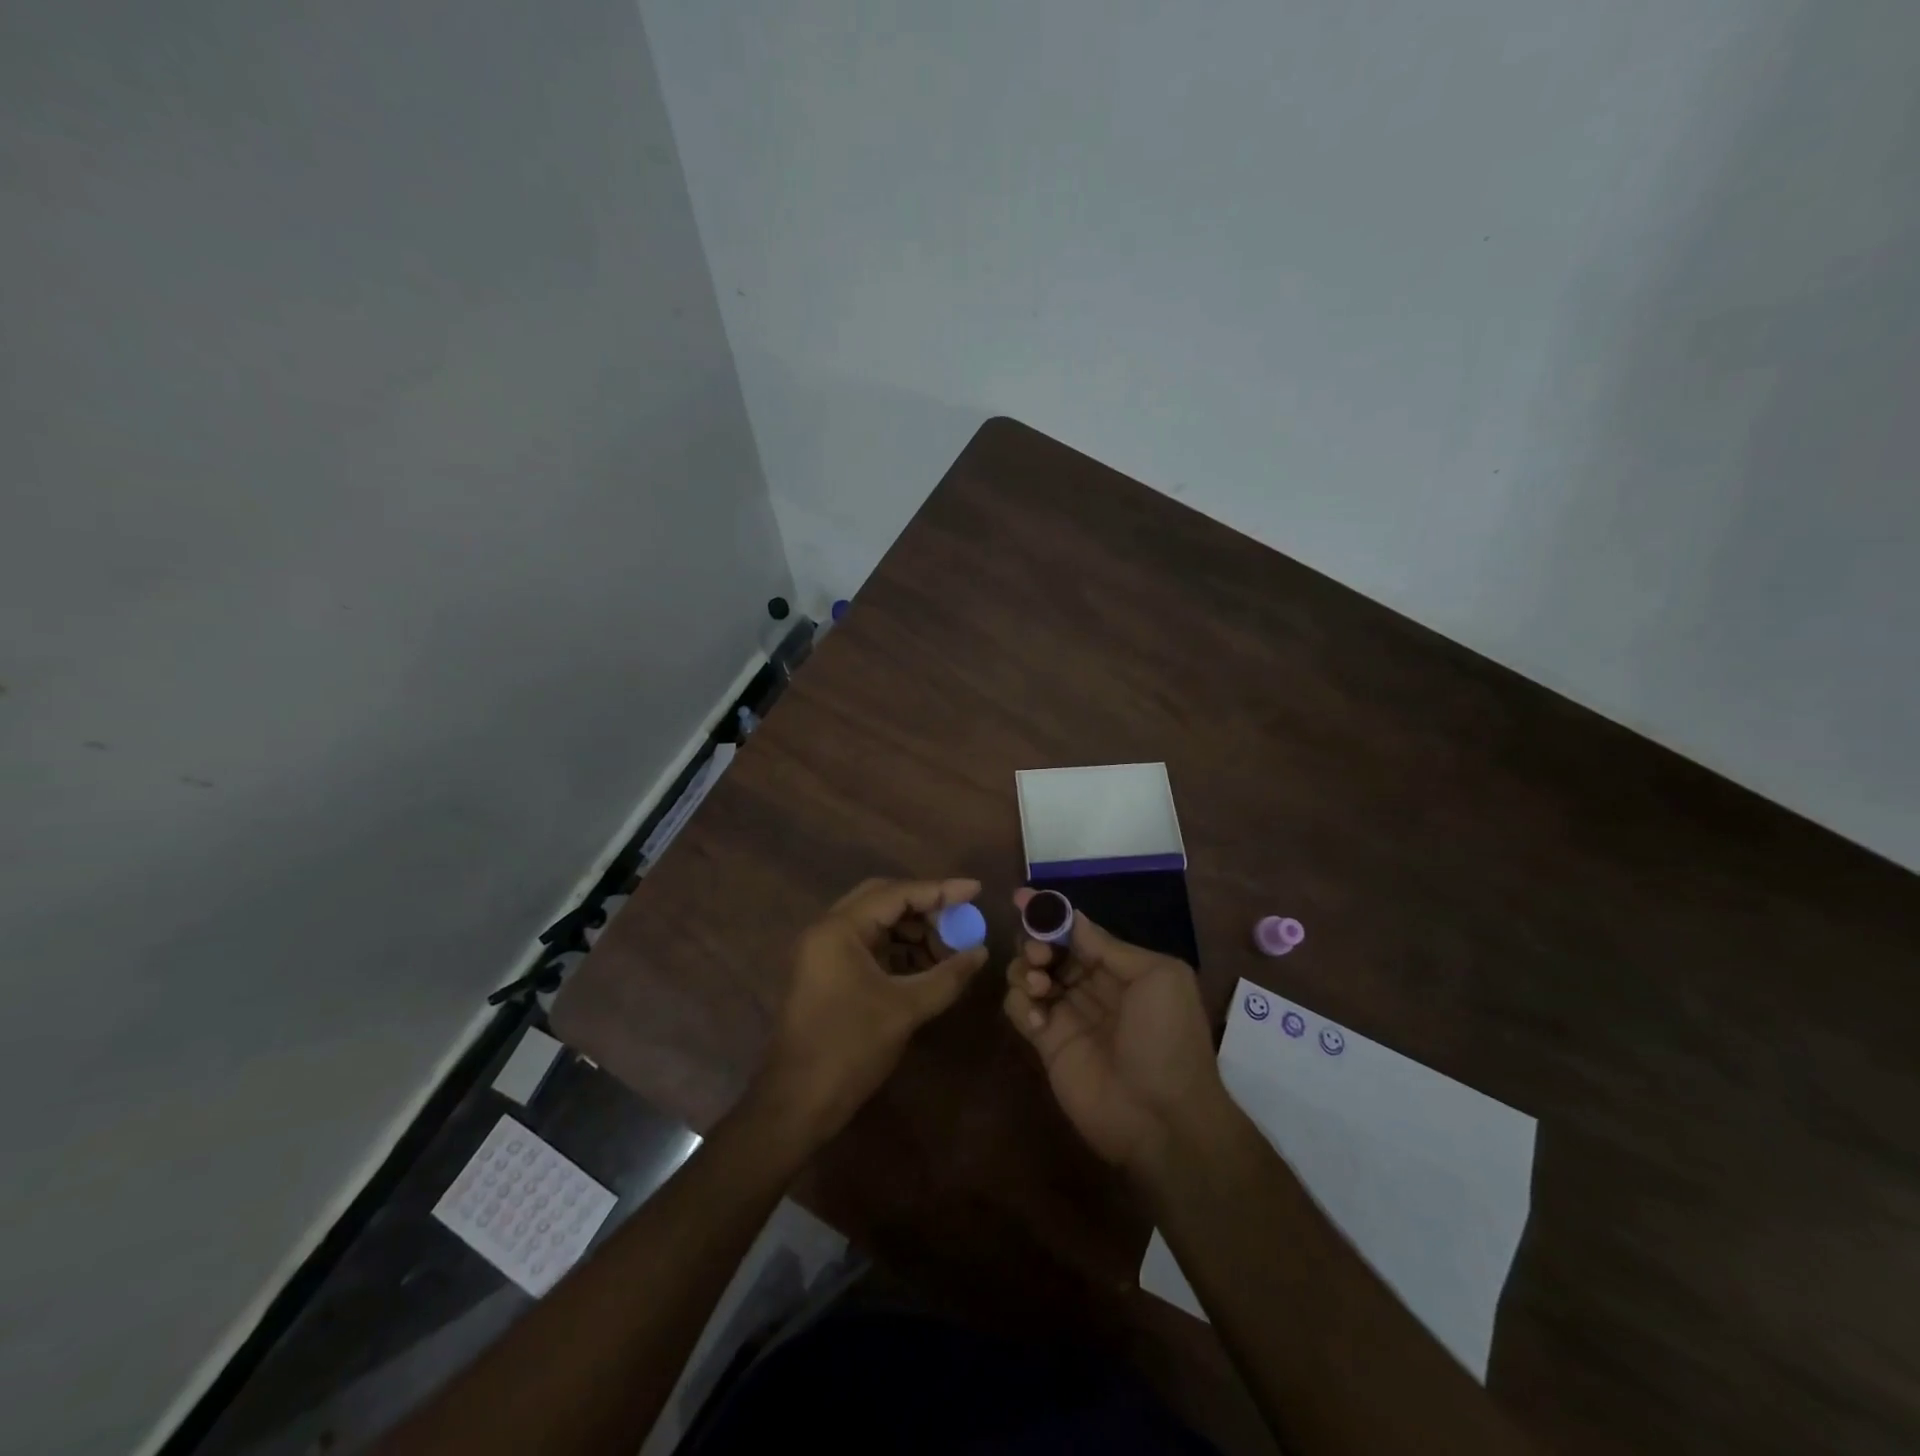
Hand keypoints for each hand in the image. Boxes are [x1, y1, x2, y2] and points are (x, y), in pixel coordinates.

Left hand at [754, 877, 987, 1147]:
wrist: (796, 1103)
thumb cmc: (849, 1049)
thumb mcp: (905, 1009)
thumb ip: (947, 976)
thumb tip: (981, 952)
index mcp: (839, 929)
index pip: (896, 894)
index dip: (940, 890)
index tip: (976, 890)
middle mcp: (827, 930)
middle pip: (883, 900)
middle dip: (925, 908)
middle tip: (960, 919)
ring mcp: (823, 952)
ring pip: (875, 923)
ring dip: (912, 931)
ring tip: (948, 950)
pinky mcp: (825, 974)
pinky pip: (867, 946)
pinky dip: (897, 951)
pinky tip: (925, 967)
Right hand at [1001, 889, 1223, 1173]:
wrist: (1162, 1118)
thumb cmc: (1167, 1038)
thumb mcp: (1157, 977)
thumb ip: (1109, 946)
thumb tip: (1072, 918)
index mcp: (1120, 966)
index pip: (1078, 930)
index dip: (1051, 913)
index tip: (1023, 898)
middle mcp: (1090, 985)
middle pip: (1048, 947)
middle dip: (1035, 940)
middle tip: (1038, 953)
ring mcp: (1067, 1014)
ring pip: (1028, 973)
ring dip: (1025, 969)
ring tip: (1039, 986)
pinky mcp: (1046, 1043)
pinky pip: (1019, 1009)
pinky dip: (1019, 1004)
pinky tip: (1037, 1019)